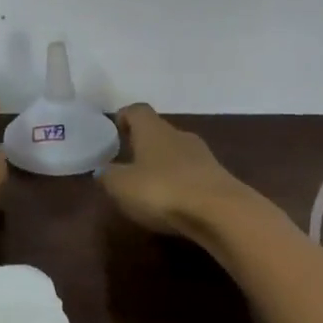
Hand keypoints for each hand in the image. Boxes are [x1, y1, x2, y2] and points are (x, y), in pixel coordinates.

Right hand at [99, 104, 255, 237]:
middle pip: (158, 131)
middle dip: (144, 144)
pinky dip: (182, 183)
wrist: (221, 212)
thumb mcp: (122, 186)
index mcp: (152, 129)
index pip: (137, 110)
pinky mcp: (219, 178)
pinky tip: (175, 202)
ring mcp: (203, 155)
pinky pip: (193, 174)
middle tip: (129, 162)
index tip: (115, 130)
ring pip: (177, 153)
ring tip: (151, 186)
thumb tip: (102, 170)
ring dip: (164, 165)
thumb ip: (108, 176)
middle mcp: (178, 134)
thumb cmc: (162, 190)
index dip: (125, 117)